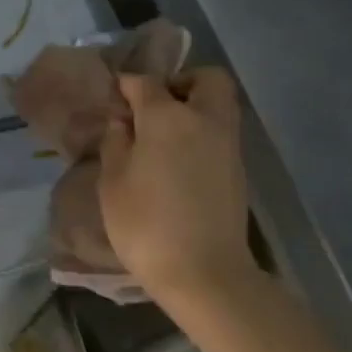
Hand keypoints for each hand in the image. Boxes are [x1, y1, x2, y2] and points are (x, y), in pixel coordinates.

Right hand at [98, 68, 253, 304]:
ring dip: (194, 107)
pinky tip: (178, 160)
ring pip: (218, 104)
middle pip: (205, 78)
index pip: (145, 82)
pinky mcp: (238, 169)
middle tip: (154, 108)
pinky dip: (202, 132)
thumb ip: (115, 141)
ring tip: (163, 136)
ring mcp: (227, 144)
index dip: (126, 86)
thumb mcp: (113, 181)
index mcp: (167, 116)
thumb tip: (122, 120)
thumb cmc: (146, 224)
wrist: (204, 272)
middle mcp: (204, 119)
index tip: (113, 99)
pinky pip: (221, 131)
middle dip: (180, 83)